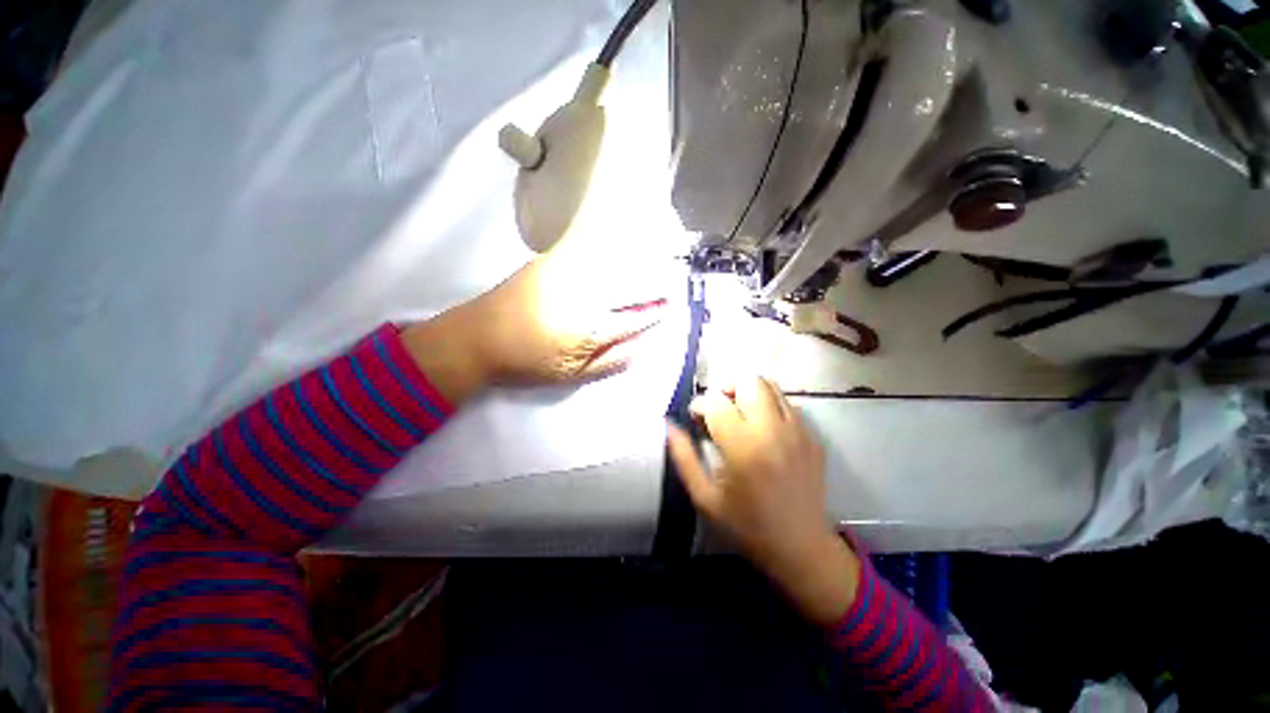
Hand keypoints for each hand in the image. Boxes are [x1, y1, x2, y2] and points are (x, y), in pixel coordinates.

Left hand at [401, 241, 665, 406]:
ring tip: (653, 265)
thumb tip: (640, 349)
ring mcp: (568, 274)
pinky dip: (610, 250)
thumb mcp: (570, 375)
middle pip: (629, 288)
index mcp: (591, 329)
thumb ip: (608, 362)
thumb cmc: (525, 362)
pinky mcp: (551, 261)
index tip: (667, 307)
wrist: (477, 337)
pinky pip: (589, 252)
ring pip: (613, 266)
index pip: (633, 318)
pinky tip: (620, 250)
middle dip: (653, 286)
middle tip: (669, 285)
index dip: (653, 313)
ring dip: (638, 265)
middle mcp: (585, 296)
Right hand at [667, 377, 859, 624]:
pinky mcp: (812, 437)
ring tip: (739, 413)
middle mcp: (773, 430)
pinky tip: (762, 428)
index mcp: (743, 447)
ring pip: (770, 386)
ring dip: (748, 392)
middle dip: (726, 389)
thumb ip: (684, 457)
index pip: (716, 402)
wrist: (802, 548)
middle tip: (719, 409)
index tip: (696, 418)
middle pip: (748, 382)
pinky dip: (769, 405)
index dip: (700, 405)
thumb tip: (669, 425)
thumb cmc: (747, 525)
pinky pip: (787, 404)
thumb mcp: (705, 497)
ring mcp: (798, 431)